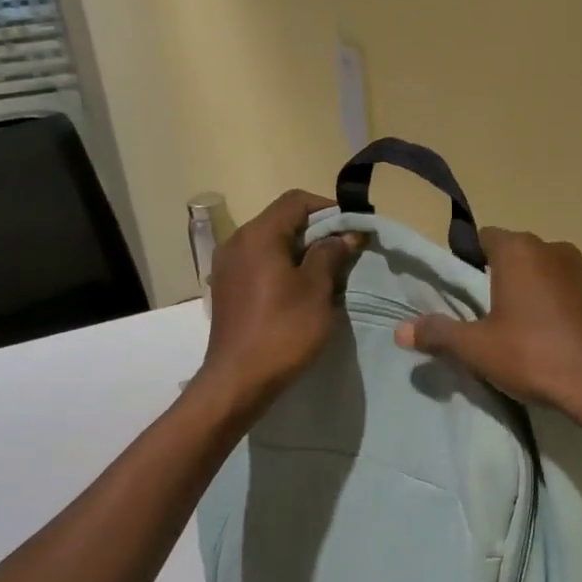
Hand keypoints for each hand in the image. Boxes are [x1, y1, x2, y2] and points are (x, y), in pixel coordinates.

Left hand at [196, 190, 361, 413]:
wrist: (239, 380)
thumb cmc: (283, 331)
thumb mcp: (316, 290)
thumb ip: (330, 254)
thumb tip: (345, 234)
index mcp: (258, 236)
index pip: (296, 201)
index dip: (329, 209)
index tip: (353, 229)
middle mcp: (237, 243)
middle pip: (282, 221)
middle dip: (317, 232)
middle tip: (346, 253)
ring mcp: (228, 267)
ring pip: (271, 244)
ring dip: (302, 252)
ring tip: (328, 274)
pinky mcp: (228, 290)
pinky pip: (260, 265)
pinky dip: (284, 268)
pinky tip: (301, 292)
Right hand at [394, 227, 581, 431]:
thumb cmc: (534, 356)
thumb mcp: (477, 349)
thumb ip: (439, 334)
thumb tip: (399, 330)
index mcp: (519, 251)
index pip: (484, 238)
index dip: (469, 260)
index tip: (463, 291)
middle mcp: (554, 249)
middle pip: (516, 254)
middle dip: (500, 277)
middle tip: (488, 315)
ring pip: (546, 272)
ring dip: (532, 290)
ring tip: (523, 329)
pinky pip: (571, 291)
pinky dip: (559, 305)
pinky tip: (555, 338)